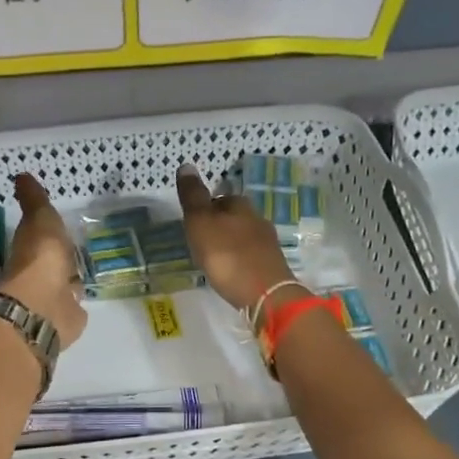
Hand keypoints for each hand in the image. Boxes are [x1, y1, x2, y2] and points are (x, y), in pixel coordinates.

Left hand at [0, 173, 87, 348]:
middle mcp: (38, 276)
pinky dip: (77, 305)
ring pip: (62, 287)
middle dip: (61, 262)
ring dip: (68, 283)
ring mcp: (53, 300)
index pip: (39, 241)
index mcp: (31, 251)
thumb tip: (20, 176)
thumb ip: (34, 201)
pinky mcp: (67, 320)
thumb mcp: (39, 219)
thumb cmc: (41, 257)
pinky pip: (72, 309)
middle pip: (52, 266)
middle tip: (75, 255)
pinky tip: (85, 300)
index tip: (57, 230)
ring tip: (83, 276)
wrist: (44, 306)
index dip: (47, 236)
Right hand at [177, 163, 296, 312]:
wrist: (265, 294)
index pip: (220, 198)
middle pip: (234, 216)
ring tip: (213, 258)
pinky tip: (231, 272)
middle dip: (219, 225)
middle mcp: (257, 219)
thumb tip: (186, 165)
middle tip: (200, 241)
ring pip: (243, 236)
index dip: (205, 208)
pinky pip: (250, 256)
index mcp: (240, 206)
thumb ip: (193, 197)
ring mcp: (268, 244)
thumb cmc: (227, 255)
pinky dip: (239, 260)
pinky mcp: (272, 266)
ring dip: (229, 243)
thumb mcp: (201, 223)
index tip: (192, 222)